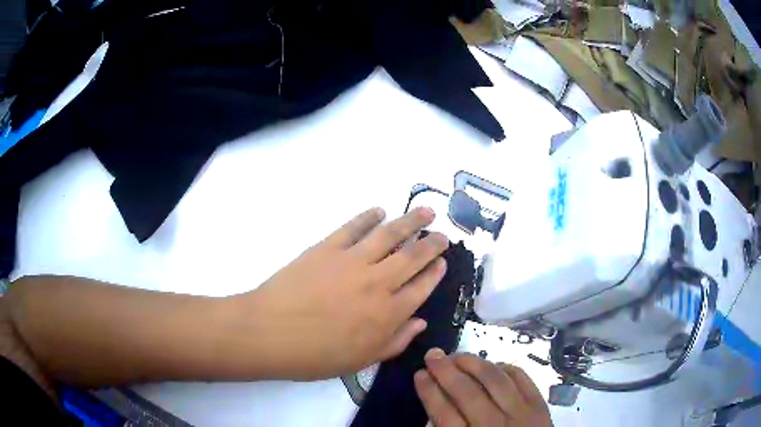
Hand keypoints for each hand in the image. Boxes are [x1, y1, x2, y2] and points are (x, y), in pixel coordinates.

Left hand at [234, 207, 448, 379]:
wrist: (270, 333)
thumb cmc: (316, 355)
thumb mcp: (362, 360)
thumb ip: (396, 342)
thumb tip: (420, 322)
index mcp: (387, 314)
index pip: (422, 288)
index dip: (436, 273)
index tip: (443, 262)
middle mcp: (378, 283)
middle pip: (413, 257)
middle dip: (433, 244)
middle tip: (443, 235)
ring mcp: (352, 261)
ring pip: (390, 234)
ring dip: (412, 221)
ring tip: (426, 212)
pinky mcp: (328, 247)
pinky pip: (353, 227)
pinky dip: (368, 216)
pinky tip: (379, 211)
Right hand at [415, 349, 552, 426]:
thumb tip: (435, 403)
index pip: (445, 414)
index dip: (430, 392)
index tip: (419, 374)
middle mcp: (496, 426)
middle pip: (468, 394)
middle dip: (446, 371)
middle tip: (433, 355)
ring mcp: (522, 414)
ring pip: (496, 381)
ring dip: (474, 363)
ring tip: (458, 355)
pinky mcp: (540, 404)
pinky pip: (521, 378)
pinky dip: (505, 367)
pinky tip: (492, 364)